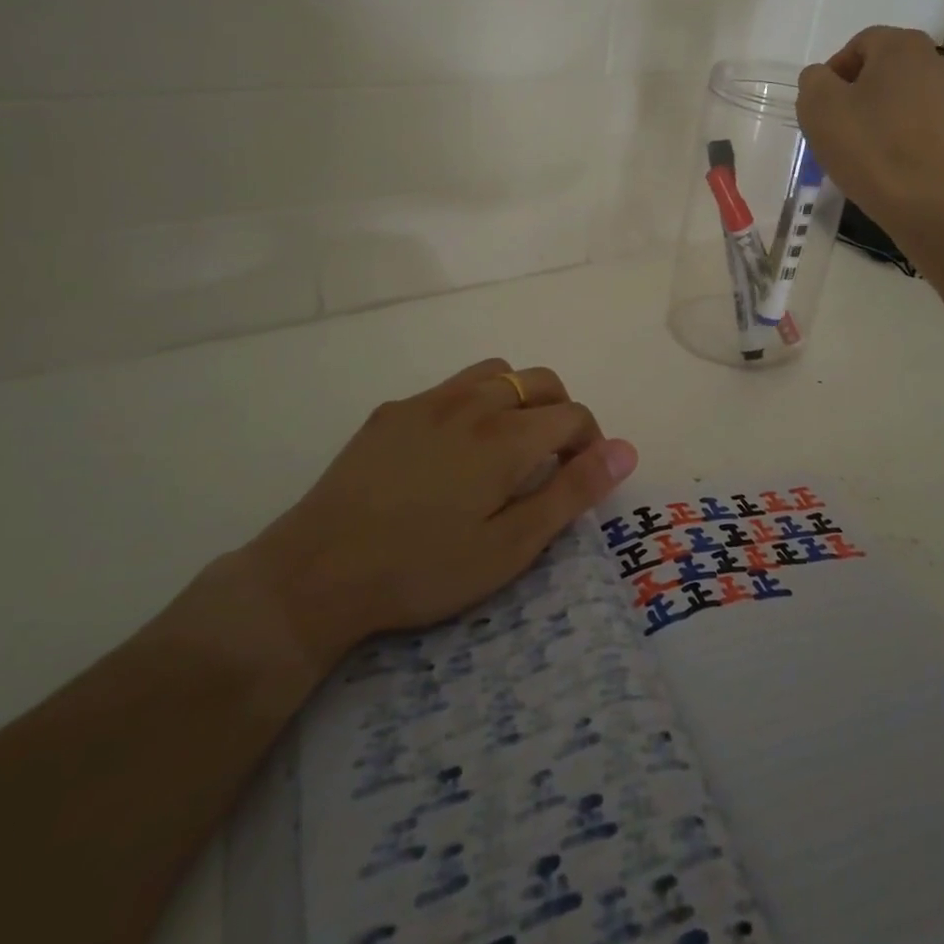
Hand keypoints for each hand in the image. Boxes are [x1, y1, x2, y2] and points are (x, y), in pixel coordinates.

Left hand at [240, 359, 636, 673]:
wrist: (317, 571)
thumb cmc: (424, 568)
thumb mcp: (511, 546)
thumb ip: (572, 492)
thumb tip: (625, 450)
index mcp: (506, 436)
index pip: (573, 414)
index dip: (590, 443)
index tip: (580, 478)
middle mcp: (472, 403)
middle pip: (540, 381)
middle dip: (562, 412)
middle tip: (551, 461)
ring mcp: (428, 401)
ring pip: (495, 373)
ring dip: (518, 398)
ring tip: (508, 446)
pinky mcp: (392, 411)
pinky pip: (450, 387)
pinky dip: (474, 403)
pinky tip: (452, 450)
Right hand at [797, 26, 943, 225]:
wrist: (924, 202)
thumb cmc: (867, 147)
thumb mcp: (817, 107)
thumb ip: (813, 80)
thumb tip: (823, 78)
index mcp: (902, 46)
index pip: (859, 44)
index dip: (834, 73)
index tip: (821, 107)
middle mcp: (938, 60)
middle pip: (886, 68)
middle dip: (859, 91)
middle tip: (838, 125)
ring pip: (906, 95)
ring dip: (883, 112)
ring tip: (864, 146)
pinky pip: (923, 122)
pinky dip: (905, 133)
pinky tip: (889, 160)